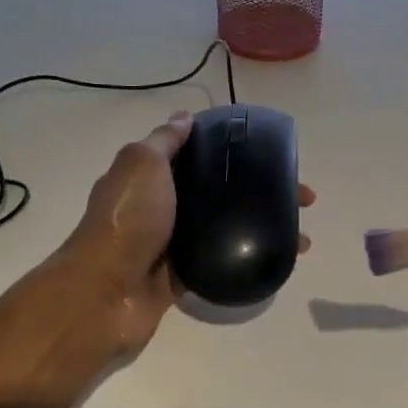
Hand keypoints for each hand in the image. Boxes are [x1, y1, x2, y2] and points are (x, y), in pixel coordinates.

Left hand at [56, 112, 314, 355]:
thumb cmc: (127, 218)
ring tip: (301, 235)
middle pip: (220, 192)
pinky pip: (222, 262)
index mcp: (151, 176)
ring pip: (226, 228)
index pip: (199, 156)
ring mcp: (173, 244)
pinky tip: (280, 259)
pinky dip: (249, 259)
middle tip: (302, 198)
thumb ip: (165, 140)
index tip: (273, 154)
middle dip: (261, 191)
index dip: (235, 152)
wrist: (105, 292)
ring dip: (262, 227)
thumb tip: (185, 116)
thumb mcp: (142, 164)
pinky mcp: (182, 277)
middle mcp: (162, 207)